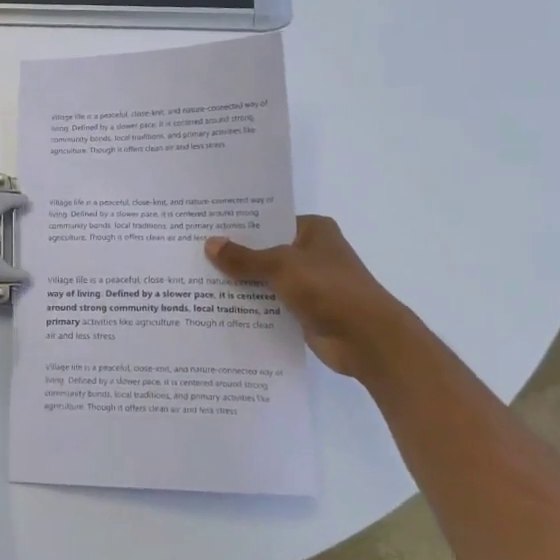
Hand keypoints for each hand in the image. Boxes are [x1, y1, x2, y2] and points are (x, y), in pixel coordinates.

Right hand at [205, 215, 411, 383]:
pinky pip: (269, 303)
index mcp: (313, 230)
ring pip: (264, 278)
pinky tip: (218, 308)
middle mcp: (310, 252)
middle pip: (264, 250)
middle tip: (192, 253)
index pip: (268, 220)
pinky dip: (250, 306)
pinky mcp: (303, 310)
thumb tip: (210, 244)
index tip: (204, 227)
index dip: (238, 225)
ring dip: (239, 283)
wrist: (367, 339)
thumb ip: (244, 258)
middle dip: (233, 255)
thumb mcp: (281, 266)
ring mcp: (308, 283)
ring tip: (197, 281)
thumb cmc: (329, 289)